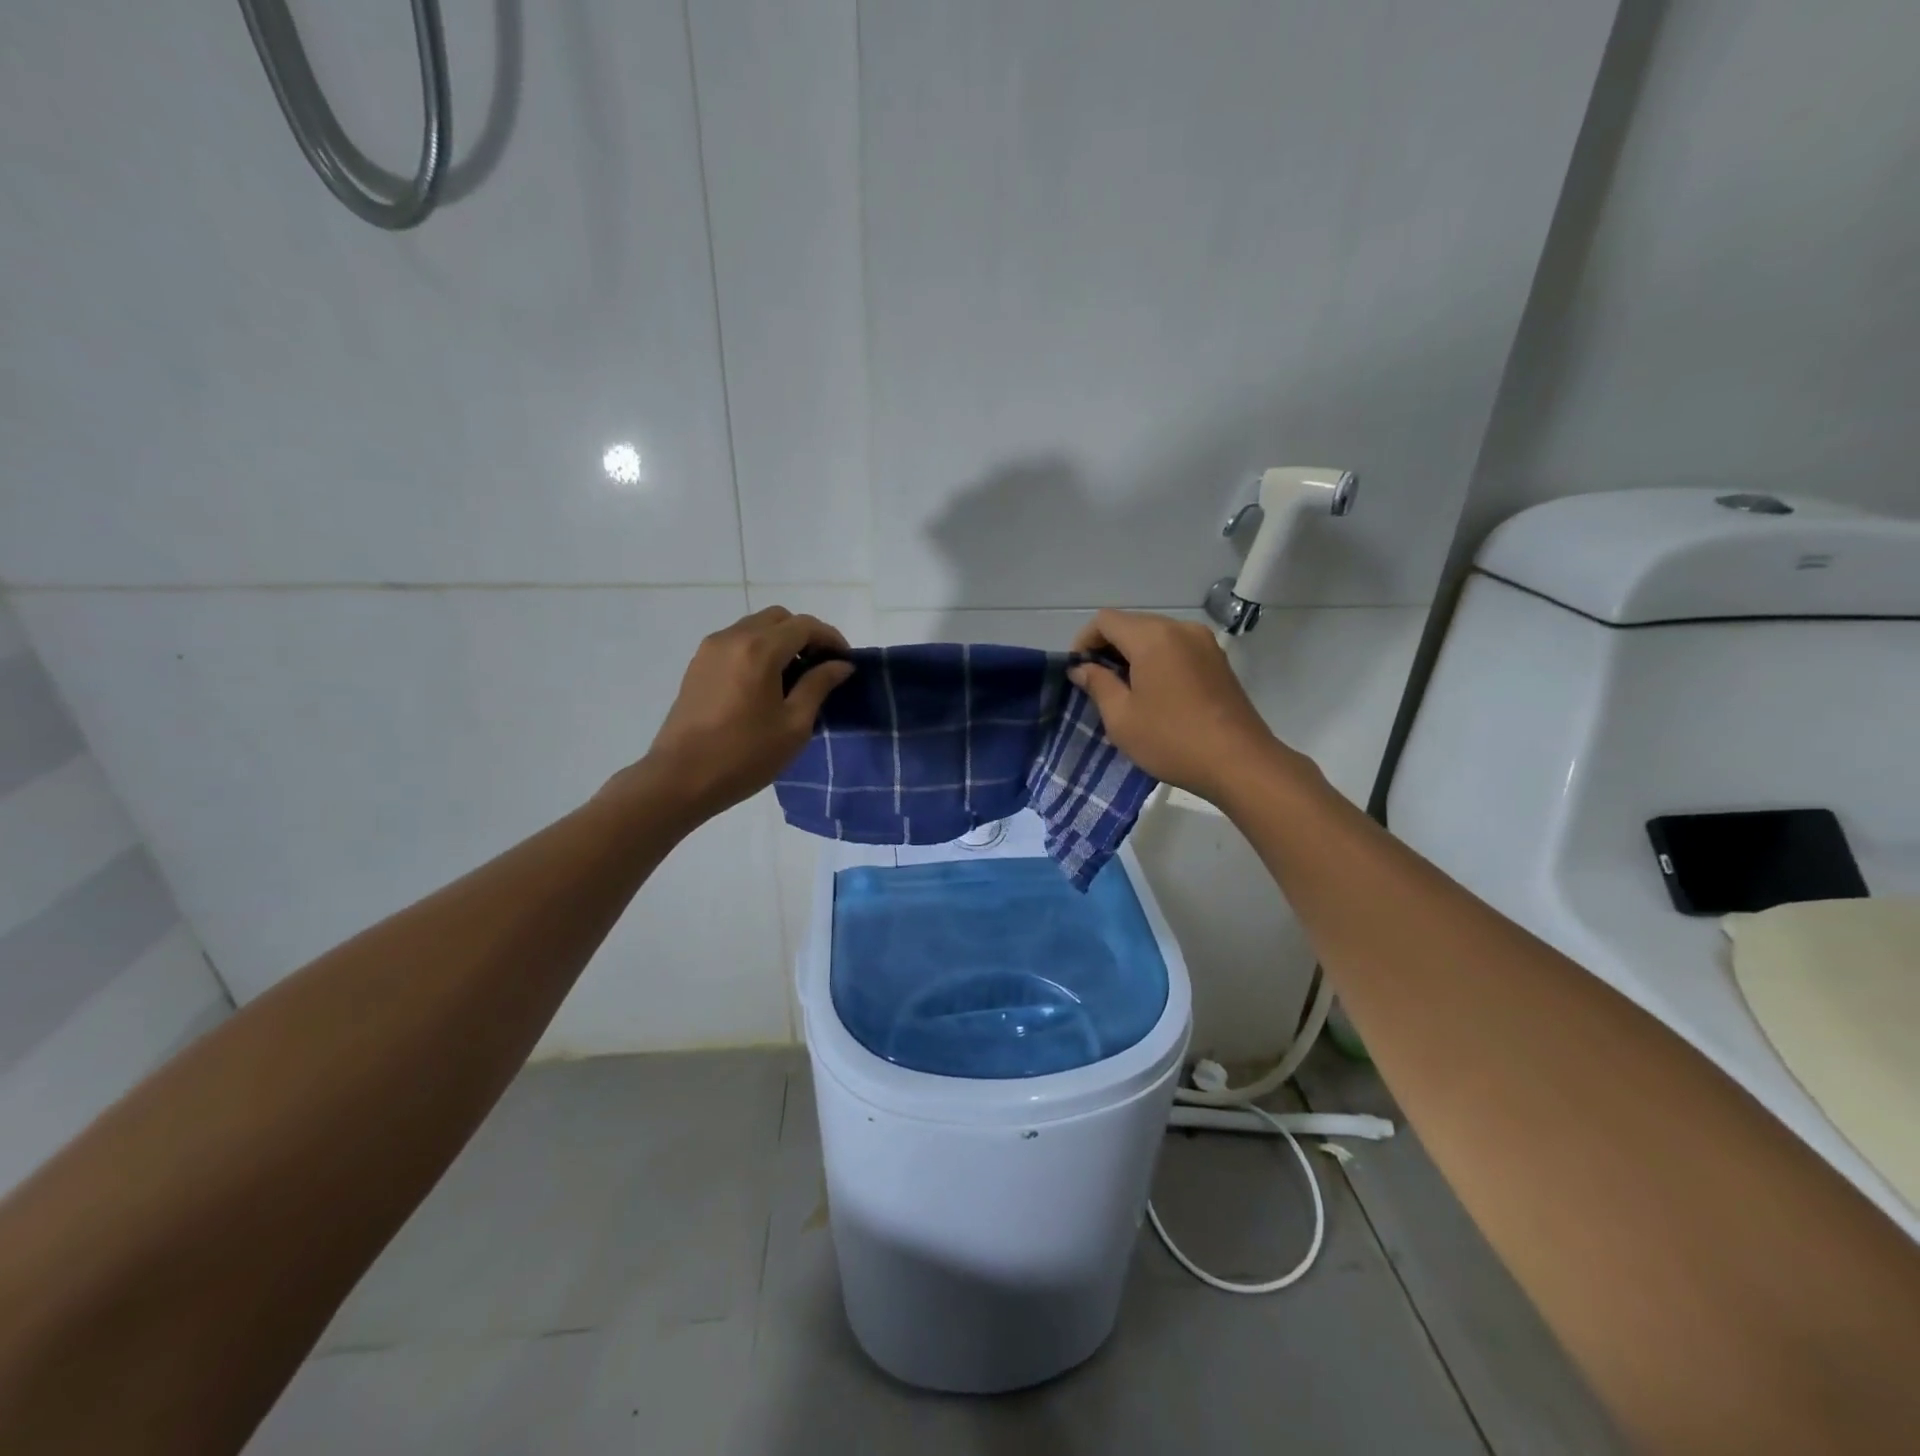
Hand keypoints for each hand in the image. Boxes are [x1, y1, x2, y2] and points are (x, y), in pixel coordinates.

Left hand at [618, 607, 854, 822]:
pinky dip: (758, 650)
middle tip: (821, 666)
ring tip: (796, 677)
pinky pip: (736, 642)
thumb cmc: (745, 755)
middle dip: (805, 635)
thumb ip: (819, 686)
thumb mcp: (794, 724)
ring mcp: (710, 649)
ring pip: (755, 627)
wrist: (681, 778)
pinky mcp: (698, 665)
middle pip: (778, 618)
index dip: (831, 638)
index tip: (846, 661)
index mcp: (759, 650)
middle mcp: (733, 638)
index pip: (804, 626)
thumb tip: (841, 664)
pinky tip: (767, 684)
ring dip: (780, 641)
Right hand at [1068, 609, 1291, 803]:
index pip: (1105, 621)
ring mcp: (1204, 642)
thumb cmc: (1172, 740)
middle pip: (1132, 624)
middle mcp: (1180, 628)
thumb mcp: (1122, 718)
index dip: (1084, 641)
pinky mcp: (1218, 660)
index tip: (1078, 671)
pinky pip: (1177, 648)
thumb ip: (1098, 685)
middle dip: (1108, 648)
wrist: (1239, 763)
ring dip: (1133, 655)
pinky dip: (1157, 660)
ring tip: (1124, 691)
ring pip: (1156, 635)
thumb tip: (1082, 668)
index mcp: (1153, 637)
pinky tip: (1154, 693)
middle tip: (1096, 684)